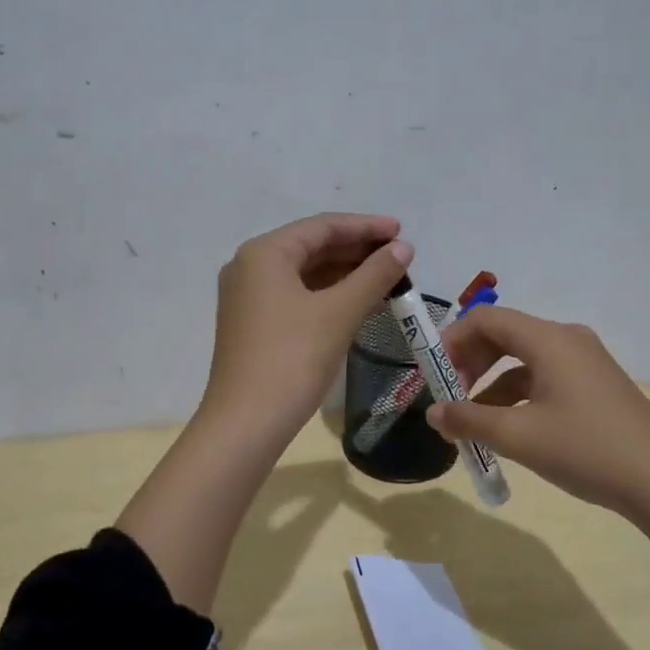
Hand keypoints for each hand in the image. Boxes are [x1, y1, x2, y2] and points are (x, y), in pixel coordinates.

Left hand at [201, 212, 413, 441]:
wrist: (246, 423)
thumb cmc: (292, 359)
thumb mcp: (338, 313)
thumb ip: (374, 275)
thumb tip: (403, 248)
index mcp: (264, 253)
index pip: (322, 226)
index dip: (365, 226)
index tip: (402, 231)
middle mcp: (250, 266)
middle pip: (311, 246)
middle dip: (357, 250)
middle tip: (399, 256)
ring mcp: (248, 296)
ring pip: (304, 272)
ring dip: (345, 273)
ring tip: (387, 278)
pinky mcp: (253, 323)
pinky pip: (296, 294)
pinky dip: (328, 294)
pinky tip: (358, 301)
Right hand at [426, 306, 649, 525]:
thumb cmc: (586, 449)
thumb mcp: (518, 437)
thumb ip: (469, 421)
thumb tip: (432, 414)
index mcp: (548, 340)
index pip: (486, 319)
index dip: (452, 340)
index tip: (434, 373)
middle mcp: (567, 339)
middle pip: (504, 335)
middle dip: (470, 362)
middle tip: (450, 396)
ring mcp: (585, 362)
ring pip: (524, 360)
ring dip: (492, 384)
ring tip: (473, 421)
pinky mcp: (596, 385)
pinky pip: (545, 377)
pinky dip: (518, 395)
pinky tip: (509, 428)